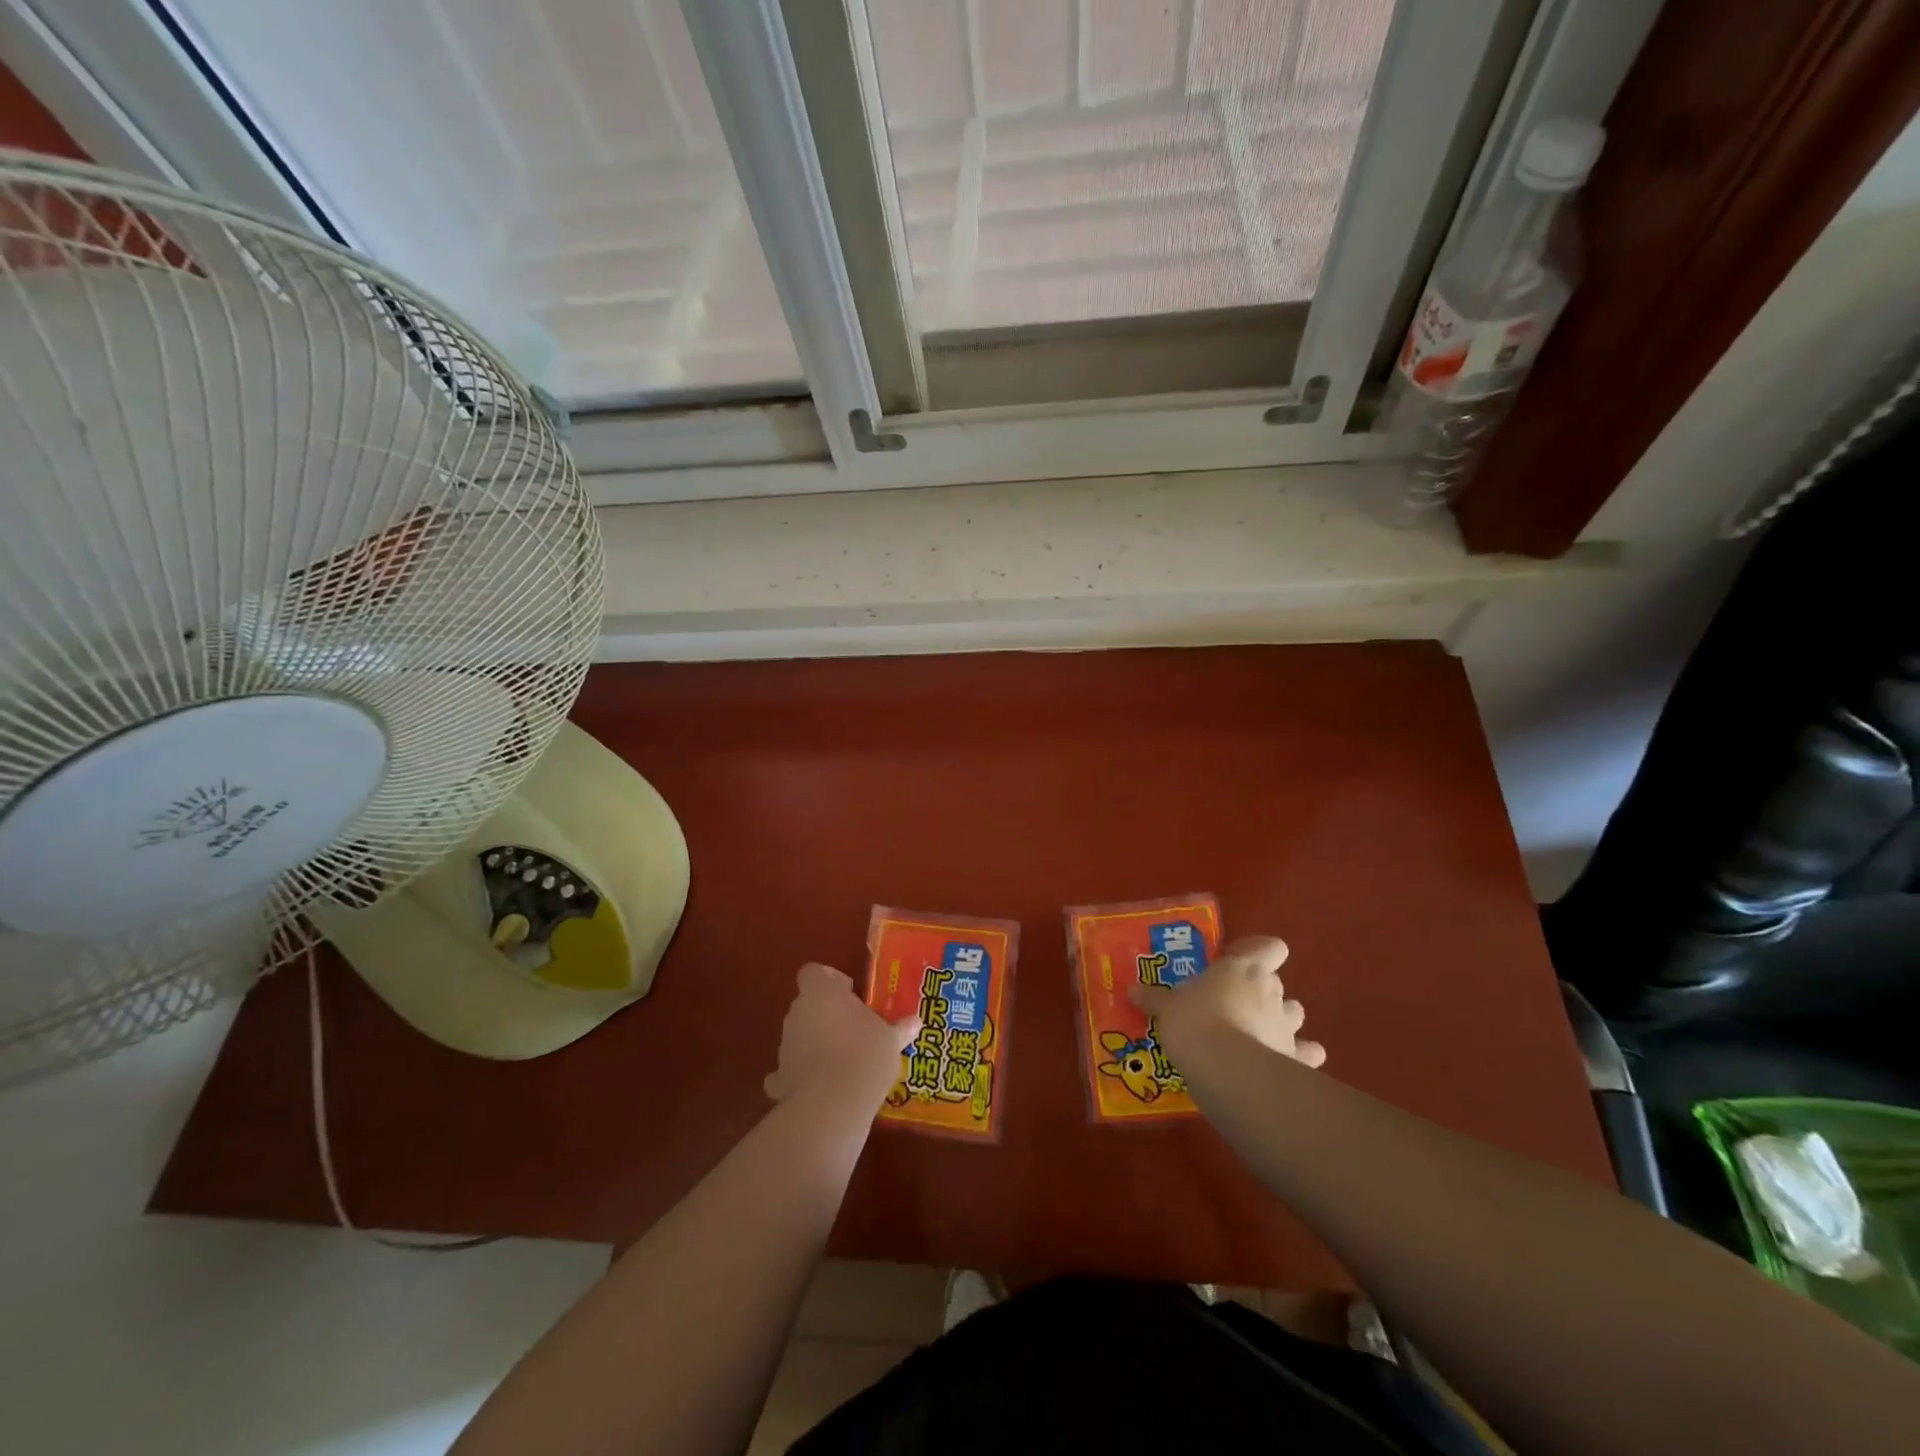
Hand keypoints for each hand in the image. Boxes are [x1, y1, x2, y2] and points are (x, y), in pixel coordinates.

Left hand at [765, 963, 920, 1105]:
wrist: (833, 1104)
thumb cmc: (865, 1055)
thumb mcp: (891, 1039)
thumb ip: (900, 1027)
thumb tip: (915, 1021)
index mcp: (822, 993)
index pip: (812, 972)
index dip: (828, 979)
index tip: (849, 992)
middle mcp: (798, 1012)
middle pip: (807, 1003)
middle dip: (826, 1013)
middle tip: (854, 1028)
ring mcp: (785, 1045)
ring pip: (799, 1035)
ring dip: (815, 1042)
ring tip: (842, 1061)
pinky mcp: (780, 1078)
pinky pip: (787, 1071)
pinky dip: (799, 1076)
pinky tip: (818, 1087)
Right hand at [1131, 935, 1325, 1068]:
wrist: (1226, 1070)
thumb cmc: (1195, 1022)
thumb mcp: (1166, 1008)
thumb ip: (1153, 998)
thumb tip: (1132, 990)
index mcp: (1243, 968)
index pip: (1271, 947)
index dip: (1259, 951)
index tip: (1236, 961)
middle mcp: (1271, 991)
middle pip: (1276, 983)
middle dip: (1259, 993)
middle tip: (1231, 1005)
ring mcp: (1287, 1025)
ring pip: (1294, 1014)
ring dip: (1280, 1020)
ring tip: (1256, 1034)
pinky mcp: (1296, 1059)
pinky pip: (1307, 1053)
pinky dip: (1301, 1056)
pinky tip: (1285, 1063)